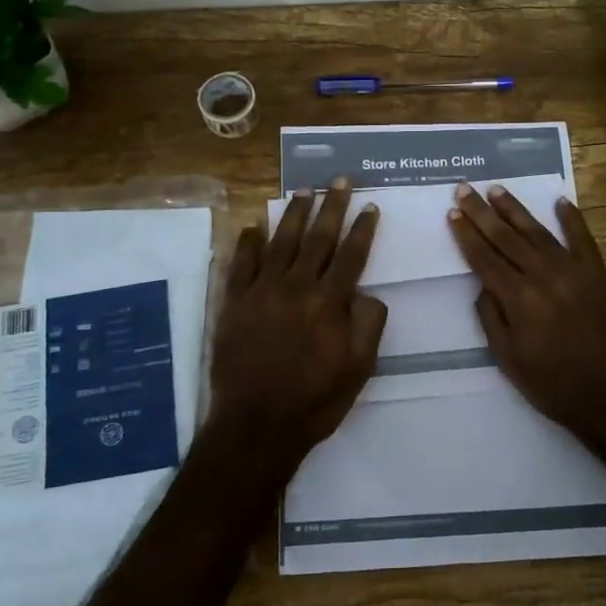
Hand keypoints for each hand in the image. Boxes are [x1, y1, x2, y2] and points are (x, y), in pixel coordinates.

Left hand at [205, 181, 386, 482]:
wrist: (257, 424)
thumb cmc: (315, 400)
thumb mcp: (360, 368)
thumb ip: (369, 324)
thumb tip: (366, 292)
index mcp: (329, 302)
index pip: (351, 255)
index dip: (362, 229)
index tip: (370, 206)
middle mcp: (296, 287)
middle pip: (317, 238)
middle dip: (331, 207)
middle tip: (339, 181)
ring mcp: (261, 292)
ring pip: (280, 242)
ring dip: (293, 214)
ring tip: (303, 191)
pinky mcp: (234, 303)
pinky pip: (241, 264)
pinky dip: (248, 242)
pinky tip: (254, 226)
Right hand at [447, 183, 605, 433]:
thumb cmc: (554, 384)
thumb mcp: (509, 359)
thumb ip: (492, 318)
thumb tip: (484, 286)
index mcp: (518, 298)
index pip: (484, 258)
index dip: (466, 235)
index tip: (453, 213)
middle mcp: (543, 275)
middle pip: (506, 237)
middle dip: (482, 212)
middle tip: (465, 189)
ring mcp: (574, 270)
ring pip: (538, 231)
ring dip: (516, 209)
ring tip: (498, 189)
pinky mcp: (599, 273)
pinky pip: (583, 239)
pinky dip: (572, 219)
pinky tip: (560, 201)